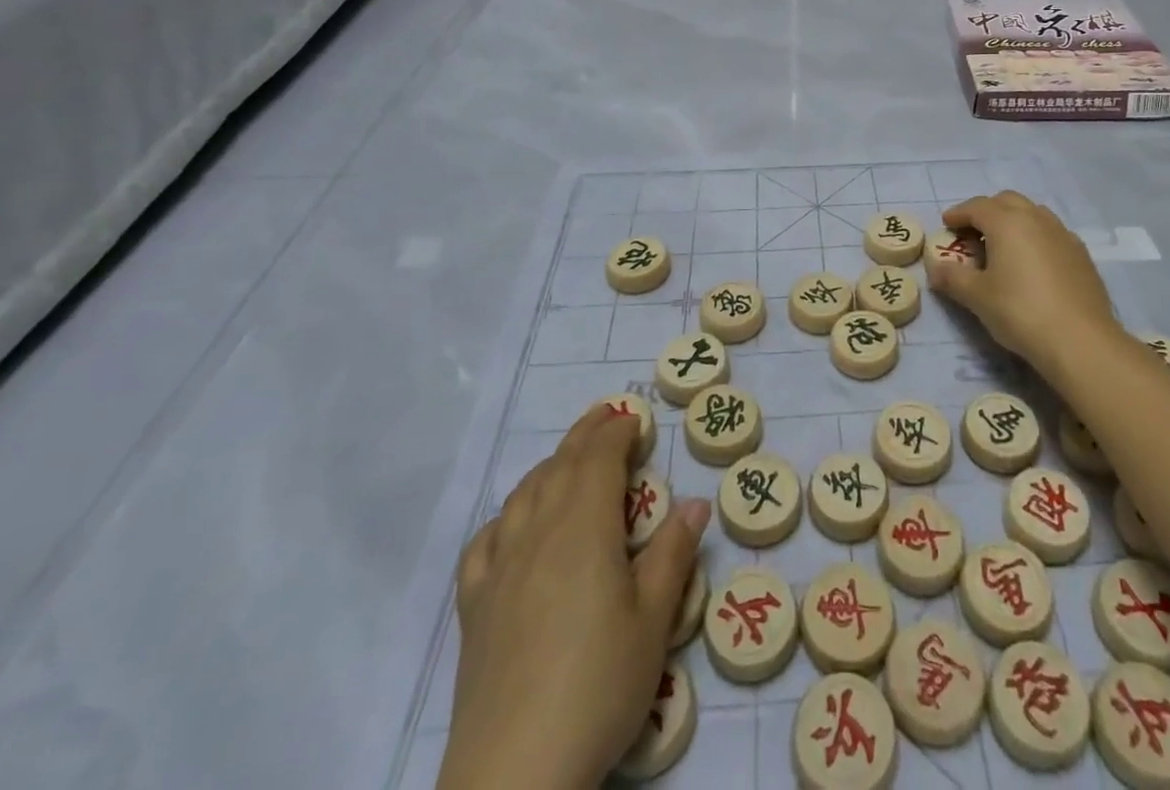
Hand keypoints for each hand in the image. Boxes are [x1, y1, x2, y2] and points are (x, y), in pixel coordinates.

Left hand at [437, 406, 709, 789]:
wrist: (514, 774)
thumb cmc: (598, 687)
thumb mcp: (654, 622)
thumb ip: (673, 554)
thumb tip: (694, 501)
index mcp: (585, 527)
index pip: (600, 458)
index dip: (618, 431)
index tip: (635, 420)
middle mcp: (539, 532)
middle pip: (561, 465)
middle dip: (586, 435)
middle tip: (606, 416)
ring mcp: (500, 568)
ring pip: (524, 494)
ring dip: (550, 465)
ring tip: (568, 460)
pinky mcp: (475, 606)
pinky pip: (486, 540)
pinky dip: (506, 517)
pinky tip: (513, 526)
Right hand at [925, 191, 1120, 382]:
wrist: (1080, 340)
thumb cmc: (1020, 311)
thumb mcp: (977, 297)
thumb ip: (952, 278)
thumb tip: (934, 268)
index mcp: (1007, 223)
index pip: (977, 206)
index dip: (958, 213)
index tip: (946, 224)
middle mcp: (1036, 219)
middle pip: (1007, 201)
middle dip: (987, 211)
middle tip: (973, 233)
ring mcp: (1063, 235)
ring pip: (1033, 213)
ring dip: (1014, 221)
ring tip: (1003, 246)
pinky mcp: (1081, 254)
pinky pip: (1052, 233)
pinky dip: (1036, 237)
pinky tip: (1033, 263)